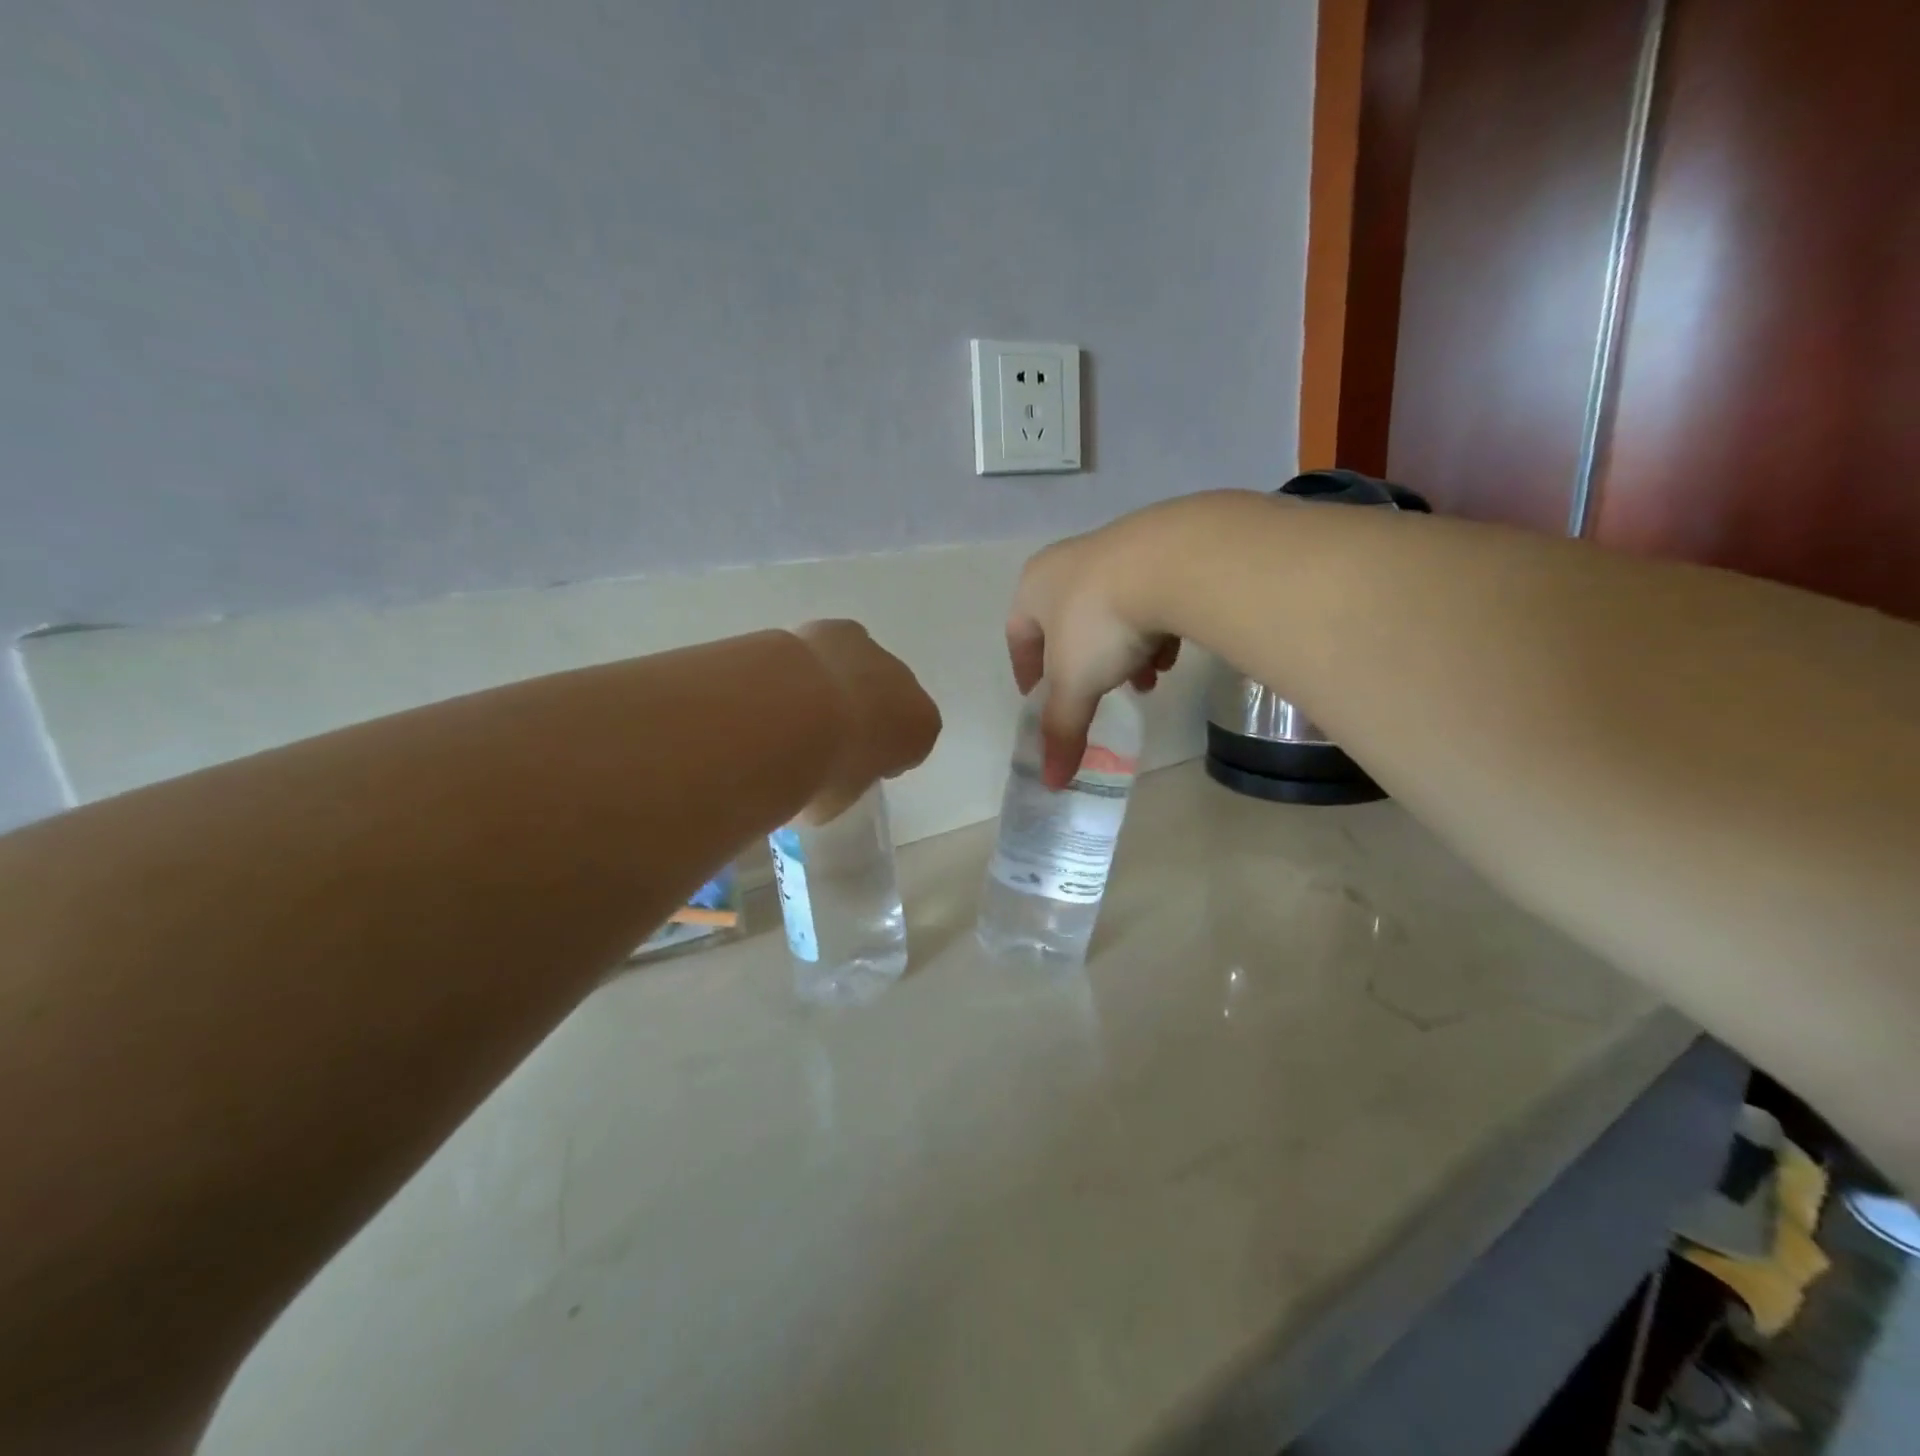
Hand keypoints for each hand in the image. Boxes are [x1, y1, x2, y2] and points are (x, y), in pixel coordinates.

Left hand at [793, 620, 942, 822]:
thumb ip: (844, 786)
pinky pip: (833, 648)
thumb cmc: (824, 770)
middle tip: (828, 738)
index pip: (912, 745)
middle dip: (867, 715)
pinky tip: (786, 679)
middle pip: (891, 701)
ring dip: (842, 686)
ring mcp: (875, 652)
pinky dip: (816, 661)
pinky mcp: (839, 630)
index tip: (857, 767)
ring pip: (863, 671)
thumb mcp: (839, 799)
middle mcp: (908, 685)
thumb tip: (823, 785)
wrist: (792, 715)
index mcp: (922, 728)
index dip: (884, 757)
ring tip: (801, 707)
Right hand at [1006, 517, 1181, 788]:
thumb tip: (1052, 783)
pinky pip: (1148, 597)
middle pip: (1068, 625)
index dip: (1027, 672)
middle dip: (1085, 666)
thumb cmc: (1101, 622)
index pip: (1018, 635)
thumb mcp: (1076, 684)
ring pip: (1112, 612)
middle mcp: (1070, 563)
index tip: (1041, 700)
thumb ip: (1062, 730)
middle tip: (1101, 694)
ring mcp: (1117, 550)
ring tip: (1148, 680)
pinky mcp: (1162, 549)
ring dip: (1124, 652)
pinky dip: (1154, 630)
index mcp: (1034, 586)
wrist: (1173, 561)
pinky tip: (1172, 652)